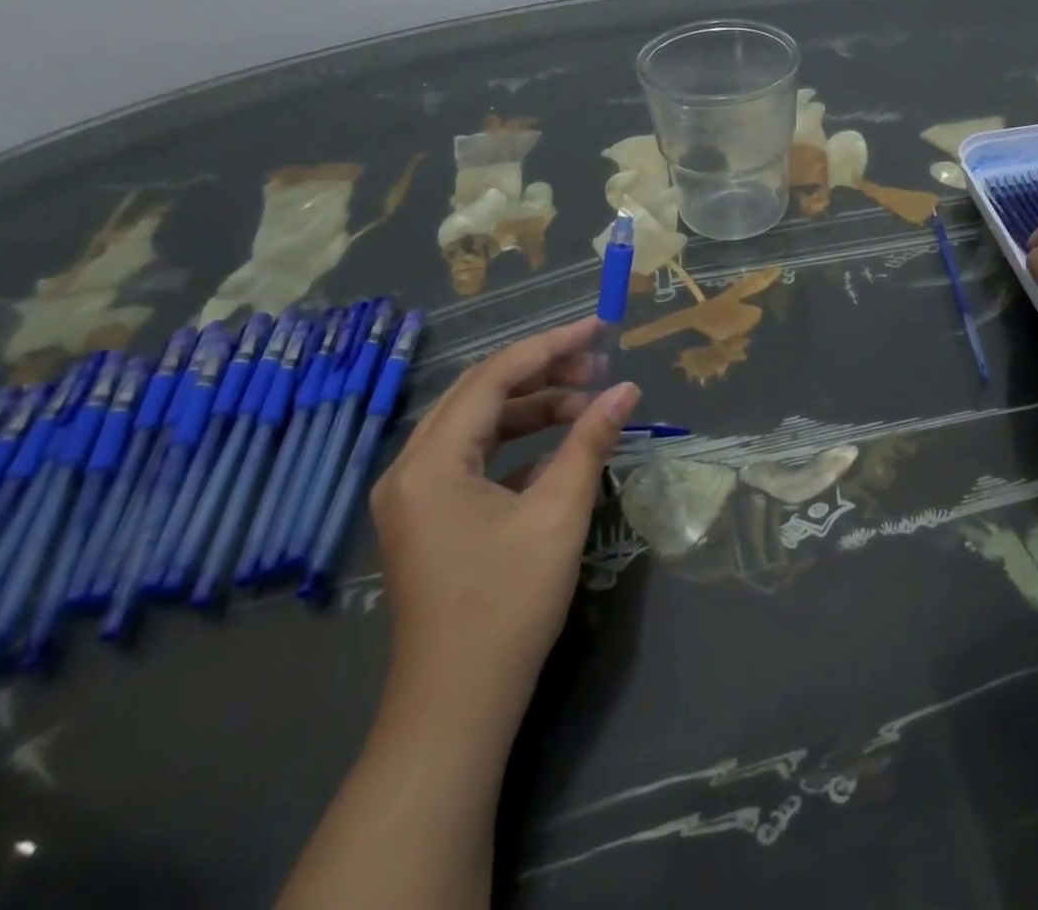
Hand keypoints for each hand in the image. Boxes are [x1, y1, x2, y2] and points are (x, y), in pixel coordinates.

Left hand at [369, 318, 639, 721]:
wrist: (457, 708)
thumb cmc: (507, 604)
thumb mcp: (558, 513)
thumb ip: (590, 441)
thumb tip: (627, 390)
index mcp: (431, 461)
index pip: (494, 376)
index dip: (551, 346)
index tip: (599, 328)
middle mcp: (410, 468)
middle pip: (481, 393)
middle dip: (543, 373)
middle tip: (598, 365)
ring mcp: (415, 496)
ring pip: (477, 425)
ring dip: (533, 408)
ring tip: (588, 404)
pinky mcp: (429, 519)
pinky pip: (474, 459)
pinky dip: (518, 445)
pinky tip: (560, 451)